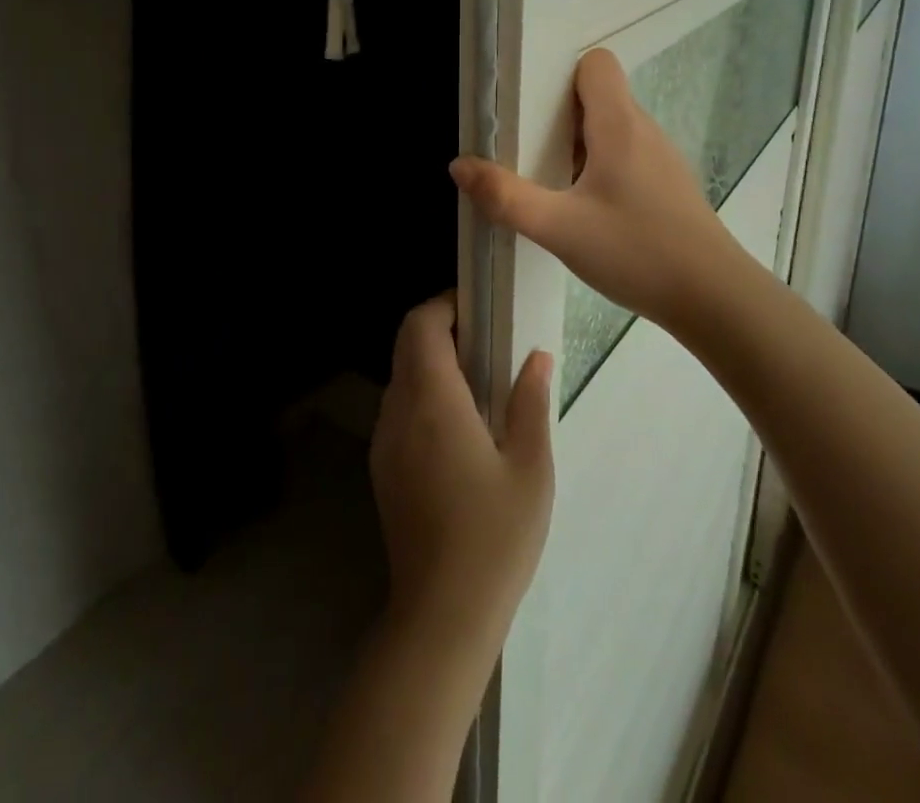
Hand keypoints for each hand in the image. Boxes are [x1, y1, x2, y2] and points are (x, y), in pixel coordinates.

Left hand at [371, 295, 553, 645]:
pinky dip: (422, 392)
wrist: (441, 614)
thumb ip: (531, 403)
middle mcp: (399, 410)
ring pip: (400, 374)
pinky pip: (398, 406)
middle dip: (440, 327)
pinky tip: (458, 425)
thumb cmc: (494, 538)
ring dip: (431, 361)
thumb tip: (537, 356)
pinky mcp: (383, 466)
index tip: (479, 310)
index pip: (421, 324)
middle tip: (486, 342)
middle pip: (406, 342)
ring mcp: (385, 439)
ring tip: (478, 381)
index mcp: (433, 401)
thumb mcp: (531, 469)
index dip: (445, 304)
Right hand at [450, 47, 739, 330]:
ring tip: (551, 182)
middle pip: (599, 96)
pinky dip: (601, 168)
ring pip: (613, 129)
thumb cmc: (637, 252)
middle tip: (527, 150)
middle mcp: (644, 130)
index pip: (597, 64)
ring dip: (579, 145)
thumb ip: (505, 197)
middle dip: (560, 115)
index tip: (532, 110)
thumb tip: (460, 165)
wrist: (715, 299)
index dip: (562, 77)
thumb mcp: (559, 228)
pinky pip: (627, 156)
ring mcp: (661, 159)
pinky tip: (588, 210)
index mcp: (619, 124)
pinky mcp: (669, 186)